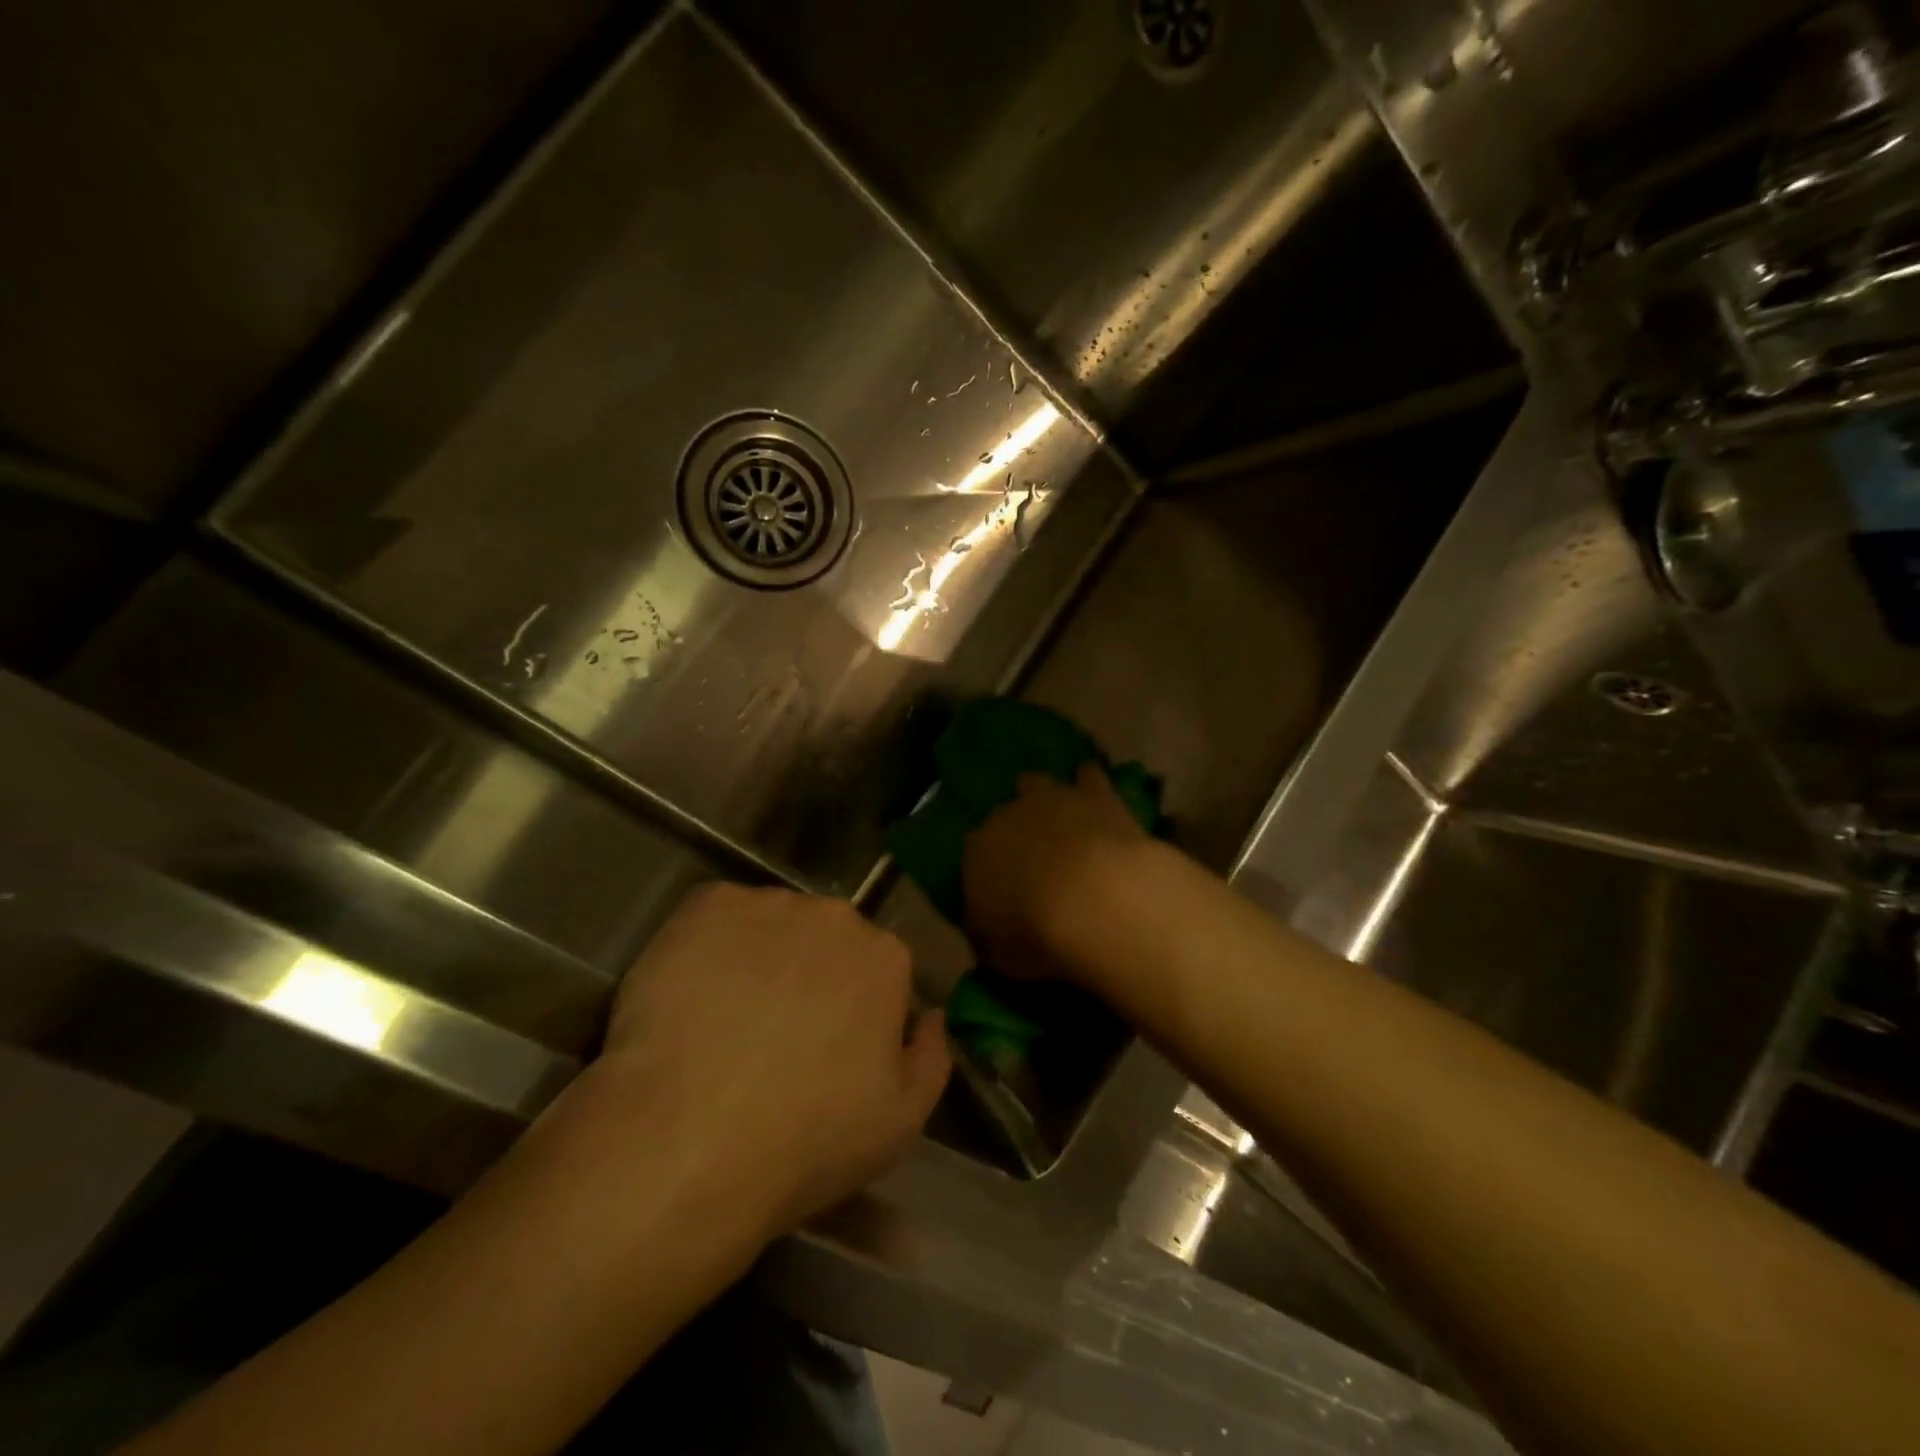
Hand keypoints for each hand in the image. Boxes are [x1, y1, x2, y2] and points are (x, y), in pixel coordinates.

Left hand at [574, 884, 950, 1240]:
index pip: (879, 969)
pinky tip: (689, 994)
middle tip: (774, 1032)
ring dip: (760, 957)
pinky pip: (716, 916)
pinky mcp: (705, 906)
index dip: (855, 1009)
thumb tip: (932, 1017)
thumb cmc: (807, 1141)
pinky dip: (708, 945)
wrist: (688, 1142)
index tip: (829, 1048)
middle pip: (826, 939)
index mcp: (885, 957)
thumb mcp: (901, 1122)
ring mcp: (768, 904)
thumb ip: (932, 1057)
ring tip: (724, 1017)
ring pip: (772, 925)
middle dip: (811, 974)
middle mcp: (834, 916)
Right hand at [962, 764, 1149, 976]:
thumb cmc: (1038, 935)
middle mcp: (1008, 815)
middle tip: (1032, 854)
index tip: (1001, 890)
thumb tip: (988, 938)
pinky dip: (1089, 780)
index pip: (973, 855)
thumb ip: (990, 941)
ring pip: (1038, 783)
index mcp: (977, 851)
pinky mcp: (1096, 793)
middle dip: (1015, 829)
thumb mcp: (1000, 957)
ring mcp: (1052, 799)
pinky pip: (1089, 775)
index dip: (987, 870)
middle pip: (1004, 813)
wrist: (1097, 900)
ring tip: (1057, 813)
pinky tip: (1095, 788)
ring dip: (1045, 796)